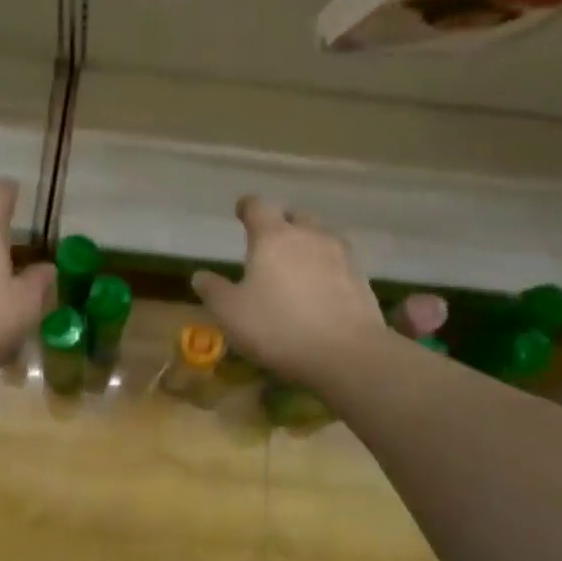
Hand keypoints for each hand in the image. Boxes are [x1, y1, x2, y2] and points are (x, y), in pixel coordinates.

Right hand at [191, 197, 389, 389]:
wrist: (347, 354)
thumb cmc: (278, 327)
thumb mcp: (231, 313)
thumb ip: (214, 290)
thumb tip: (200, 275)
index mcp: (273, 237)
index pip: (258, 206)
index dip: (247, 207)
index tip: (241, 211)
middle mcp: (309, 236)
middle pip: (295, 216)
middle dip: (282, 223)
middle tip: (270, 241)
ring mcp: (341, 255)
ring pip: (321, 237)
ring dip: (308, 244)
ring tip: (297, 264)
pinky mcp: (361, 279)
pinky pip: (339, 262)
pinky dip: (327, 267)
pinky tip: (321, 287)